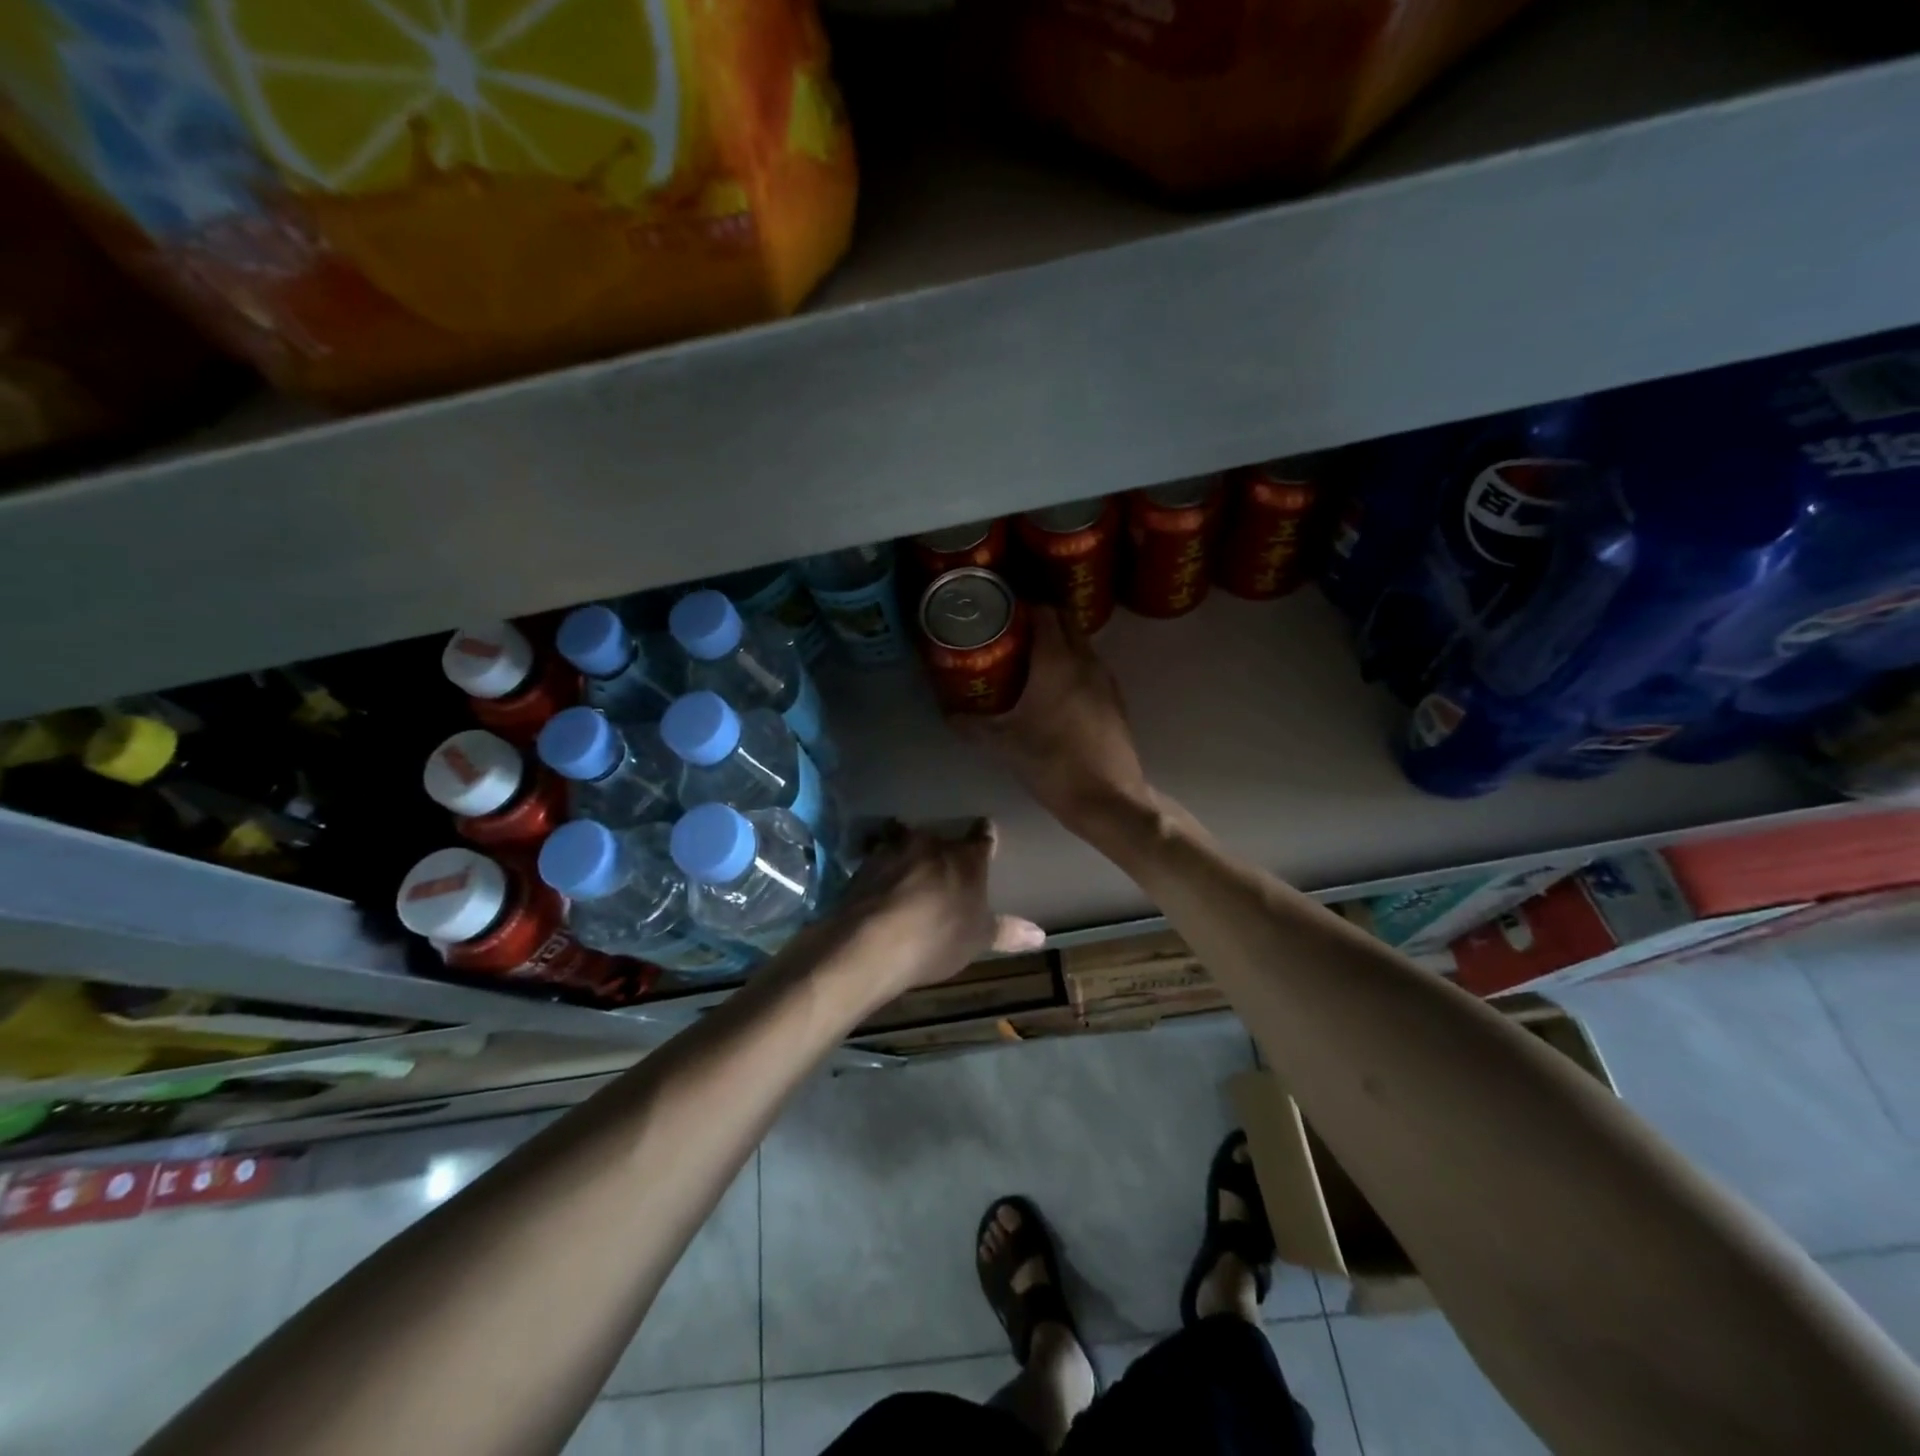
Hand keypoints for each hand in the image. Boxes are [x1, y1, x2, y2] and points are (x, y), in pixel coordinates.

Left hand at [827, 819, 1043, 1002]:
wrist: (874, 942)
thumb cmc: (938, 938)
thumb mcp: (977, 939)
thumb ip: (1006, 932)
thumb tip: (1041, 934)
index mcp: (966, 858)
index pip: (982, 838)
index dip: (985, 836)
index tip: (986, 831)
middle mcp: (932, 844)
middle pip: (940, 838)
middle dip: (941, 849)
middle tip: (941, 864)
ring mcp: (894, 850)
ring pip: (904, 840)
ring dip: (906, 852)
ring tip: (906, 868)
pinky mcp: (863, 864)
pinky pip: (876, 858)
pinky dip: (880, 868)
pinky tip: (878, 885)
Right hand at [953, 606, 1152, 833]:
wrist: (1107, 797)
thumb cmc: (1052, 764)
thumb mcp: (1005, 745)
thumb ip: (973, 727)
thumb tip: (948, 715)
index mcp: (1057, 662)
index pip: (1044, 612)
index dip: (1023, 605)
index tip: (1002, 610)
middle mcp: (1085, 661)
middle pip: (1066, 621)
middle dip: (1042, 617)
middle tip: (1013, 630)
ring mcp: (1106, 679)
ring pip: (1082, 643)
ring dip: (1060, 640)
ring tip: (1030, 655)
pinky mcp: (1116, 699)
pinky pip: (1092, 665)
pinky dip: (1074, 663)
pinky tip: (1056, 686)